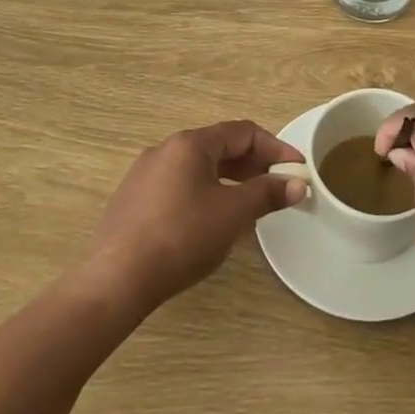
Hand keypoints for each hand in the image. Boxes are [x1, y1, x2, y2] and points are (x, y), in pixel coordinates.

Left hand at [83, 121, 307, 313]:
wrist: (116, 281)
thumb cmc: (181, 237)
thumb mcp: (233, 214)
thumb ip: (267, 194)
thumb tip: (298, 184)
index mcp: (190, 143)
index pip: (242, 132)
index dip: (274, 148)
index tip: (296, 170)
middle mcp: (165, 149)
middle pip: (219, 147)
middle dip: (252, 166)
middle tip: (276, 188)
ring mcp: (144, 175)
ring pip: (198, 169)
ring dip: (229, 181)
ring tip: (248, 207)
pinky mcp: (132, 202)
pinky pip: (178, 187)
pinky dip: (204, 195)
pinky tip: (210, 223)